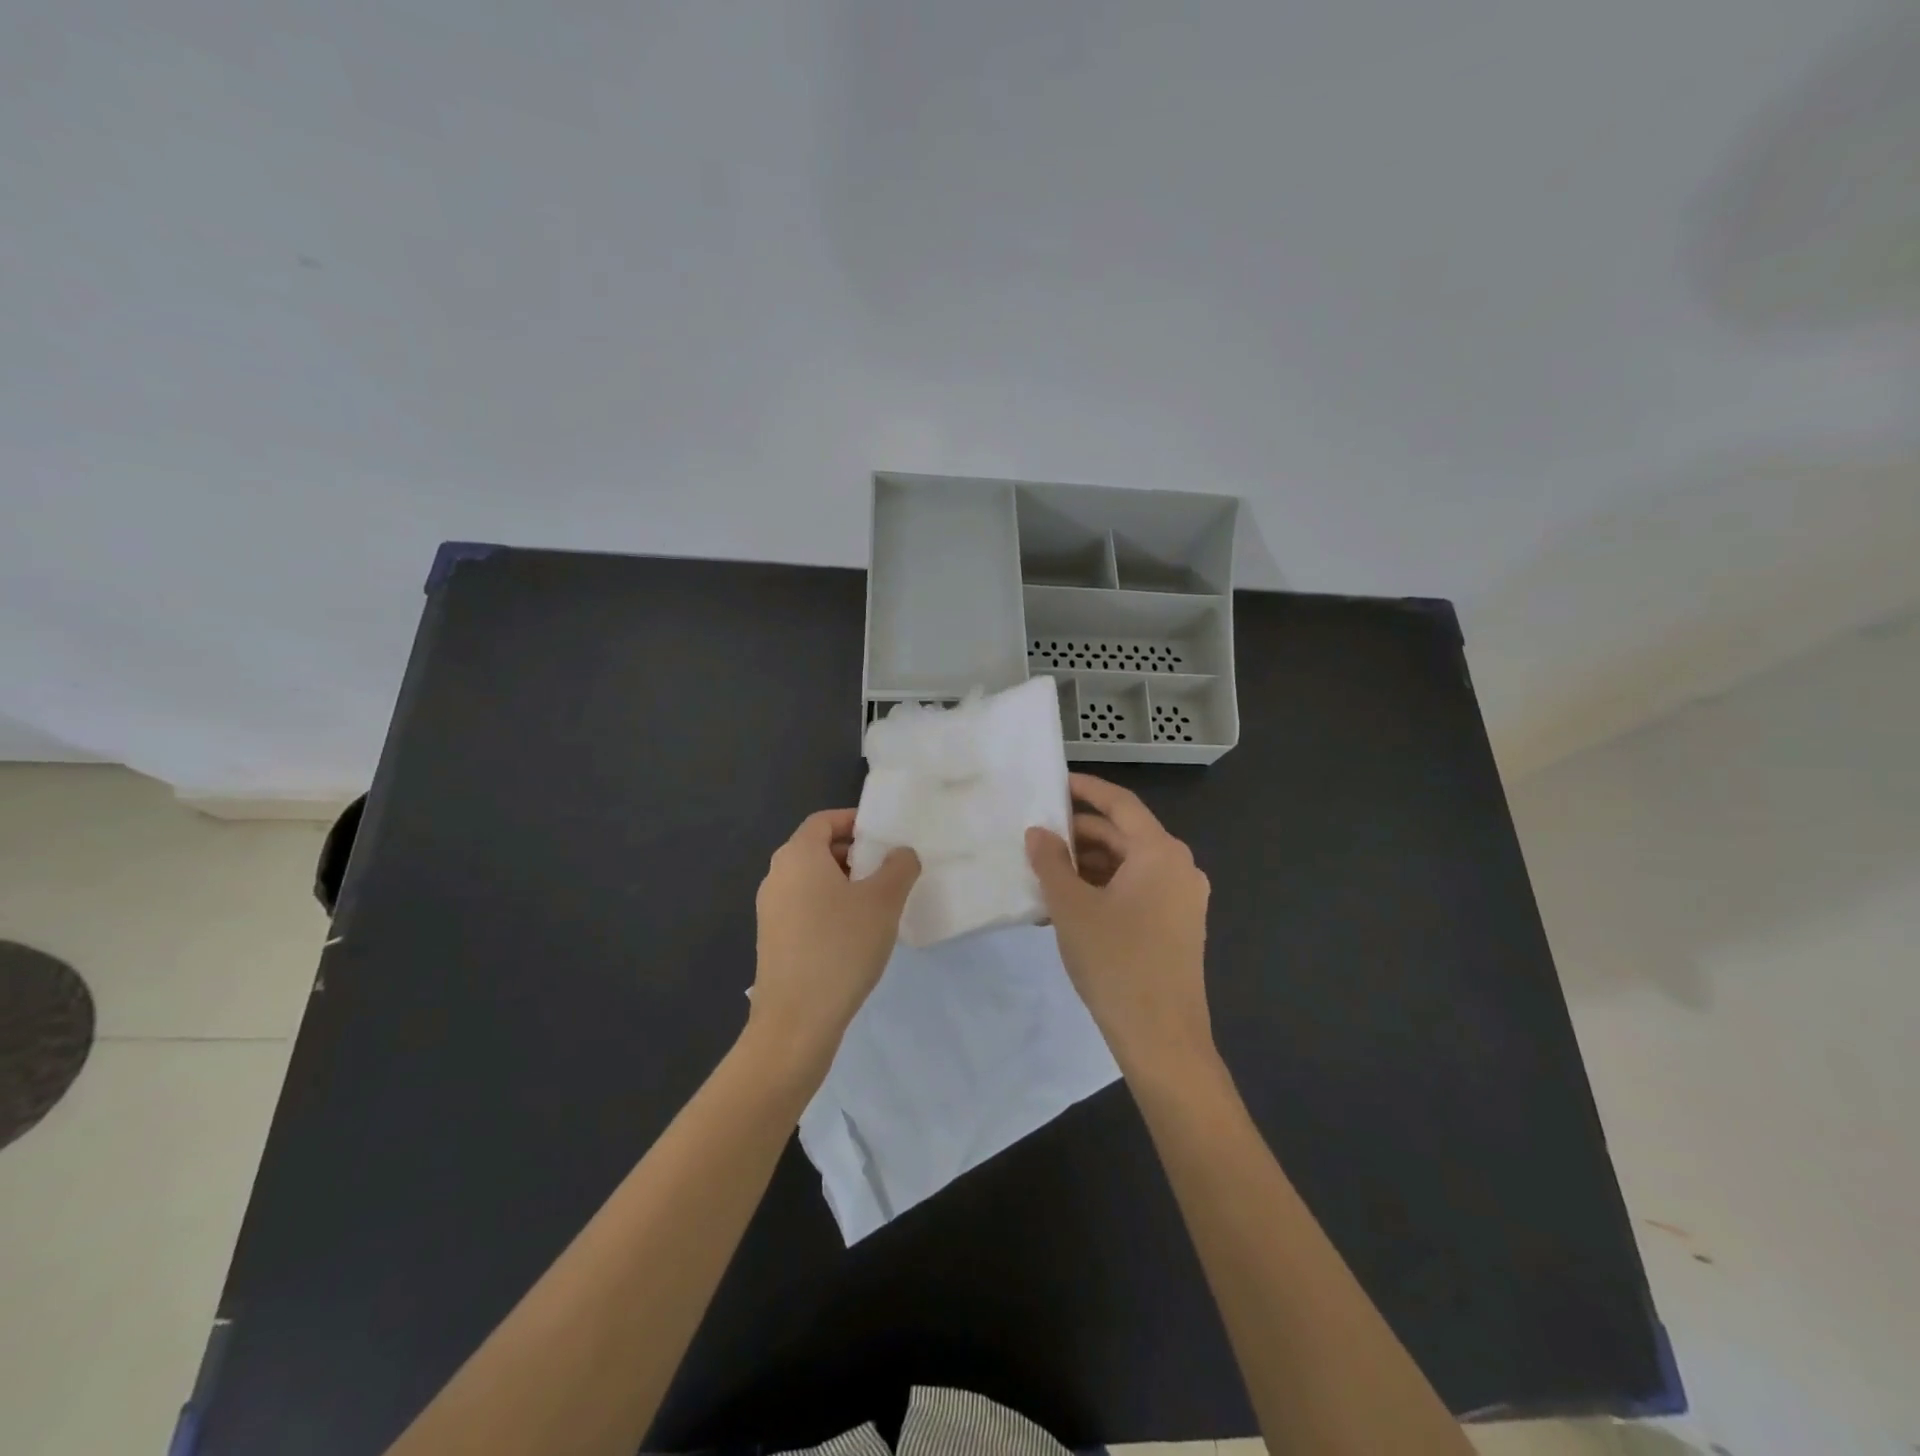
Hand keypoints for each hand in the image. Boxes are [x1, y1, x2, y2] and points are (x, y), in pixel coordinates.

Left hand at [748, 809, 919, 1074]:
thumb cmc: (841, 947)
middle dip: (853, 853)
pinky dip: (829, 907)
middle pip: (816, 849)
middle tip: (887, 869)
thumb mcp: (883, 902)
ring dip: (843, 883)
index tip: (883, 834)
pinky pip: (804, 907)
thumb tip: (901, 853)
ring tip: (877, 903)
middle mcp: (777, 876)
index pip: (824, 820)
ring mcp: (770, 910)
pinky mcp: (773, 939)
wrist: (796, 1020)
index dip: (854, 820)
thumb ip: (899, 867)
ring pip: (811, 880)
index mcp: (798, 856)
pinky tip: (855, 934)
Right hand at [1027, 774, 1213, 1078]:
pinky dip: (1102, 889)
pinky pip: (1135, 891)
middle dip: (1079, 834)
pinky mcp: (1175, 926)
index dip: (1086, 789)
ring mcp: (1181, 899)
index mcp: (1160, 853)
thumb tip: (1037, 833)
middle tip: (1036, 835)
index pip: (1120, 804)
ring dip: (1087, 865)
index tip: (1054, 782)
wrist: (1162, 1039)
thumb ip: (1051, 862)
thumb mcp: (1072, 908)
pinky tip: (1066, 904)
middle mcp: (1178, 868)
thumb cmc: (1116, 963)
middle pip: (1123, 835)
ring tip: (1043, 873)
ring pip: (1127, 865)